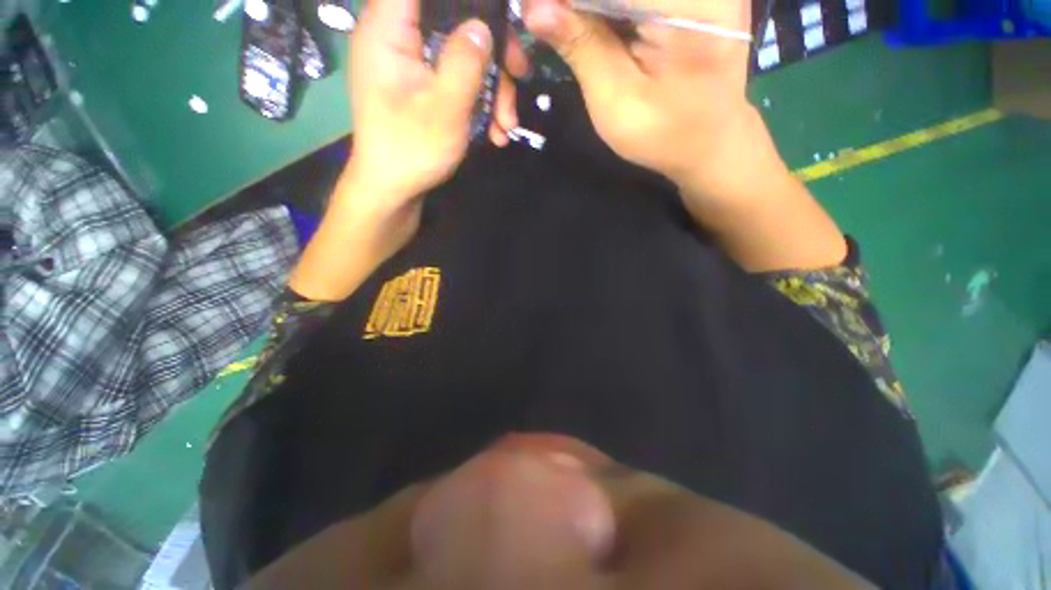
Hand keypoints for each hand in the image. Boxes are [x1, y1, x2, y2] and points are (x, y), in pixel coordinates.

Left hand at [291, 0, 530, 300]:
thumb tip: (483, 26)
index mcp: (389, 29)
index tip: (498, 20)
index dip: (468, 2)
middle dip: (492, 51)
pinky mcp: (424, 87)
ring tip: (507, 125)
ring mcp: (413, 64)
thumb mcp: (444, 109)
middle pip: (453, 19)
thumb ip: (464, 62)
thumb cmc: (411, 150)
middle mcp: (399, 37)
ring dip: (492, 87)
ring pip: (462, 54)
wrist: (394, 191)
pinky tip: (495, 130)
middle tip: (519, 76)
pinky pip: (457, 79)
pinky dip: (480, 101)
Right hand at [522, 0, 759, 198]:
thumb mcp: (616, 100)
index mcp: (688, 3)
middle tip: (544, 18)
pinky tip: (590, 22)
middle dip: (575, 2)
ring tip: (561, 21)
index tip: (534, 12)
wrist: (711, 142)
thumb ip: (581, 47)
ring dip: (588, 6)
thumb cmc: (664, 134)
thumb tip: (535, 8)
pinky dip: (606, 8)